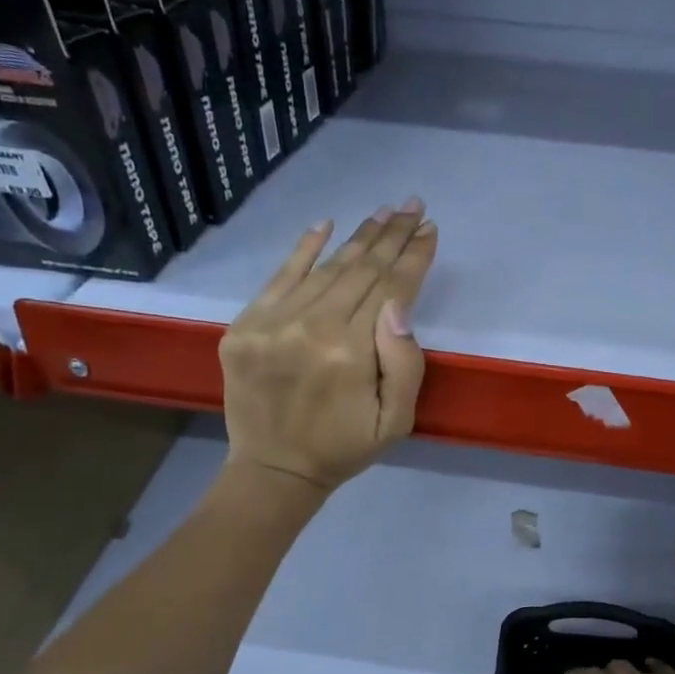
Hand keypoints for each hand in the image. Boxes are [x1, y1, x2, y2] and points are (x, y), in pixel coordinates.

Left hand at [218, 200, 437, 491]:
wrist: (274, 468)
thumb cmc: (345, 446)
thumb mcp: (396, 421)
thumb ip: (404, 364)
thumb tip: (398, 306)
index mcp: (351, 353)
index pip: (390, 289)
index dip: (413, 257)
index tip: (429, 229)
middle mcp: (311, 327)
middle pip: (361, 270)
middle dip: (392, 236)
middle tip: (412, 204)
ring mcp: (272, 322)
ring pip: (326, 268)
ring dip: (359, 238)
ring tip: (383, 213)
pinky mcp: (245, 324)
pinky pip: (279, 276)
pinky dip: (303, 249)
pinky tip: (325, 225)